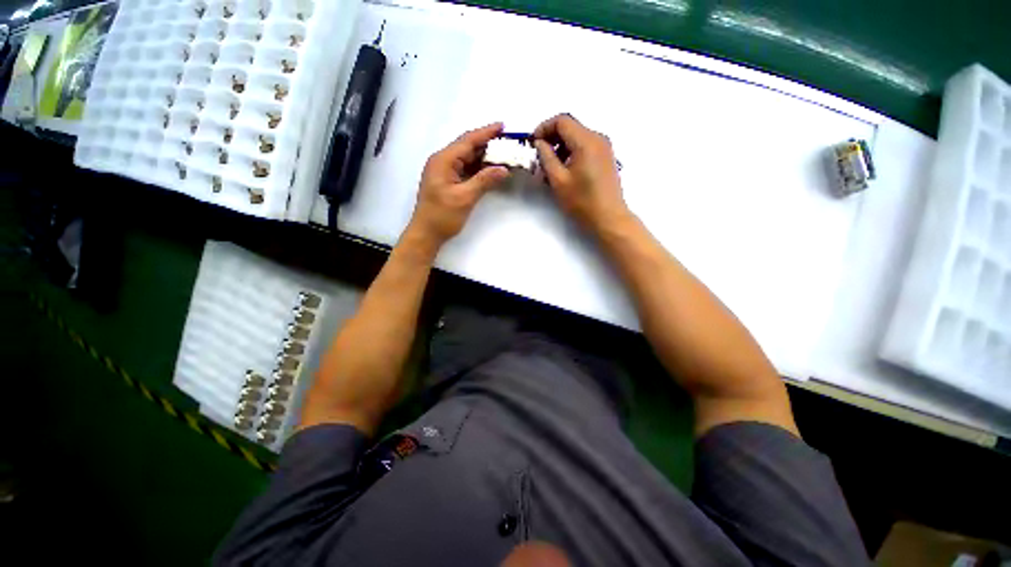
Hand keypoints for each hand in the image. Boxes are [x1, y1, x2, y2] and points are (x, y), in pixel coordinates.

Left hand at [407, 122, 509, 248]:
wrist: (427, 234)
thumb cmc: (442, 216)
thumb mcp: (465, 198)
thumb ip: (484, 181)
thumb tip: (504, 169)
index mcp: (443, 160)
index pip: (467, 141)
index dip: (485, 132)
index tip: (503, 126)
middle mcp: (443, 161)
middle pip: (467, 147)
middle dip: (487, 144)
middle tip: (507, 142)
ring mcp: (445, 172)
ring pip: (467, 158)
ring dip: (484, 156)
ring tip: (503, 154)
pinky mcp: (448, 182)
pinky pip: (465, 169)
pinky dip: (479, 168)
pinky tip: (491, 169)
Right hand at [533, 114, 628, 233]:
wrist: (608, 218)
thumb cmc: (582, 201)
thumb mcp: (558, 180)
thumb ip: (546, 157)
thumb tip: (540, 143)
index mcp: (586, 141)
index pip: (562, 121)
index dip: (544, 128)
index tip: (533, 143)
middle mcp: (598, 138)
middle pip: (570, 127)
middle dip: (552, 138)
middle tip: (539, 156)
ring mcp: (604, 148)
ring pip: (577, 137)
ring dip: (561, 147)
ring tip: (550, 168)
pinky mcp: (606, 158)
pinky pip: (585, 147)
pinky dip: (571, 153)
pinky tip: (564, 171)